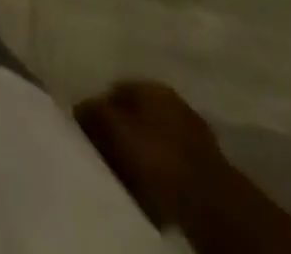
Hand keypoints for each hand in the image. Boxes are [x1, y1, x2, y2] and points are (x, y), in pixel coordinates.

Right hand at [76, 81, 224, 230]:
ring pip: (154, 140)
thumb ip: (92, 111)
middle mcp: (174, 102)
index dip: (97, 109)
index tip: (87, 131)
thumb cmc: (157, 157)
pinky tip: (150, 189)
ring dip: (141, 154)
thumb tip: (79, 108)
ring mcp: (194, 135)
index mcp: (152, 85)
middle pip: (136, 114)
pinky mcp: (206, 168)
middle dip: (120, 131)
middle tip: (104, 153)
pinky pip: (171, 164)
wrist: (211, 204)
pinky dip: (159, 173)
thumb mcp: (113, 127)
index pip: (114, 89)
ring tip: (125, 174)